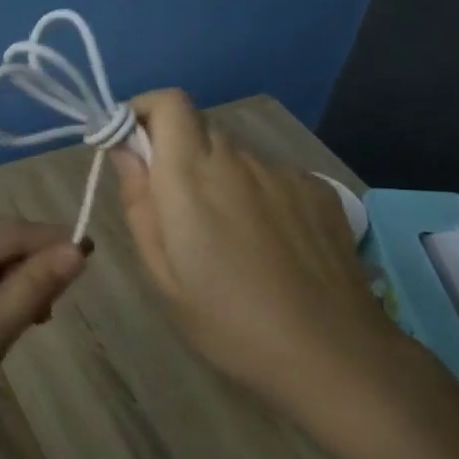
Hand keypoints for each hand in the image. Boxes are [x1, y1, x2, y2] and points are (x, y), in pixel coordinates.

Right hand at [112, 89, 406, 413]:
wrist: (334, 355)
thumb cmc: (230, 323)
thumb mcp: (164, 276)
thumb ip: (139, 203)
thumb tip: (124, 152)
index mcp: (192, 176)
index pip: (169, 103)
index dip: (145, 111)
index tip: (132, 146)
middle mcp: (238, 159)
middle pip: (199, 129)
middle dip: (177, 155)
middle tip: (177, 213)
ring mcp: (283, 173)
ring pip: (236, 157)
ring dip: (219, 179)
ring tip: (230, 241)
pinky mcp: (318, 190)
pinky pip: (271, 178)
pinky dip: (257, 196)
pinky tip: (271, 247)